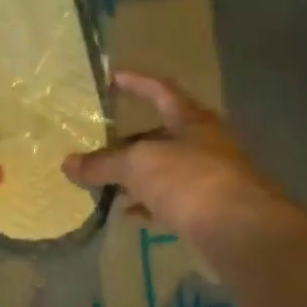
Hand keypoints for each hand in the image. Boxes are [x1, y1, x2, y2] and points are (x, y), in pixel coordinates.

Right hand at [62, 71, 286, 245]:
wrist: (238, 229)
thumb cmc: (189, 180)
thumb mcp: (138, 165)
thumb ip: (103, 163)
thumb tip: (67, 164)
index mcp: (191, 120)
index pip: (161, 90)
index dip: (136, 82)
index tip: (112, 78)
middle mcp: (204, 144)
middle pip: (161, 135)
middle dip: (129, 142)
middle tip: (99, 148)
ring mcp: (208, 178)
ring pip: (165, 171)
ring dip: (137, 177)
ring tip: (106, 184)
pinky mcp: (208, 210)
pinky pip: (171, 202)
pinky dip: (148, 205)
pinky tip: (128, 214)